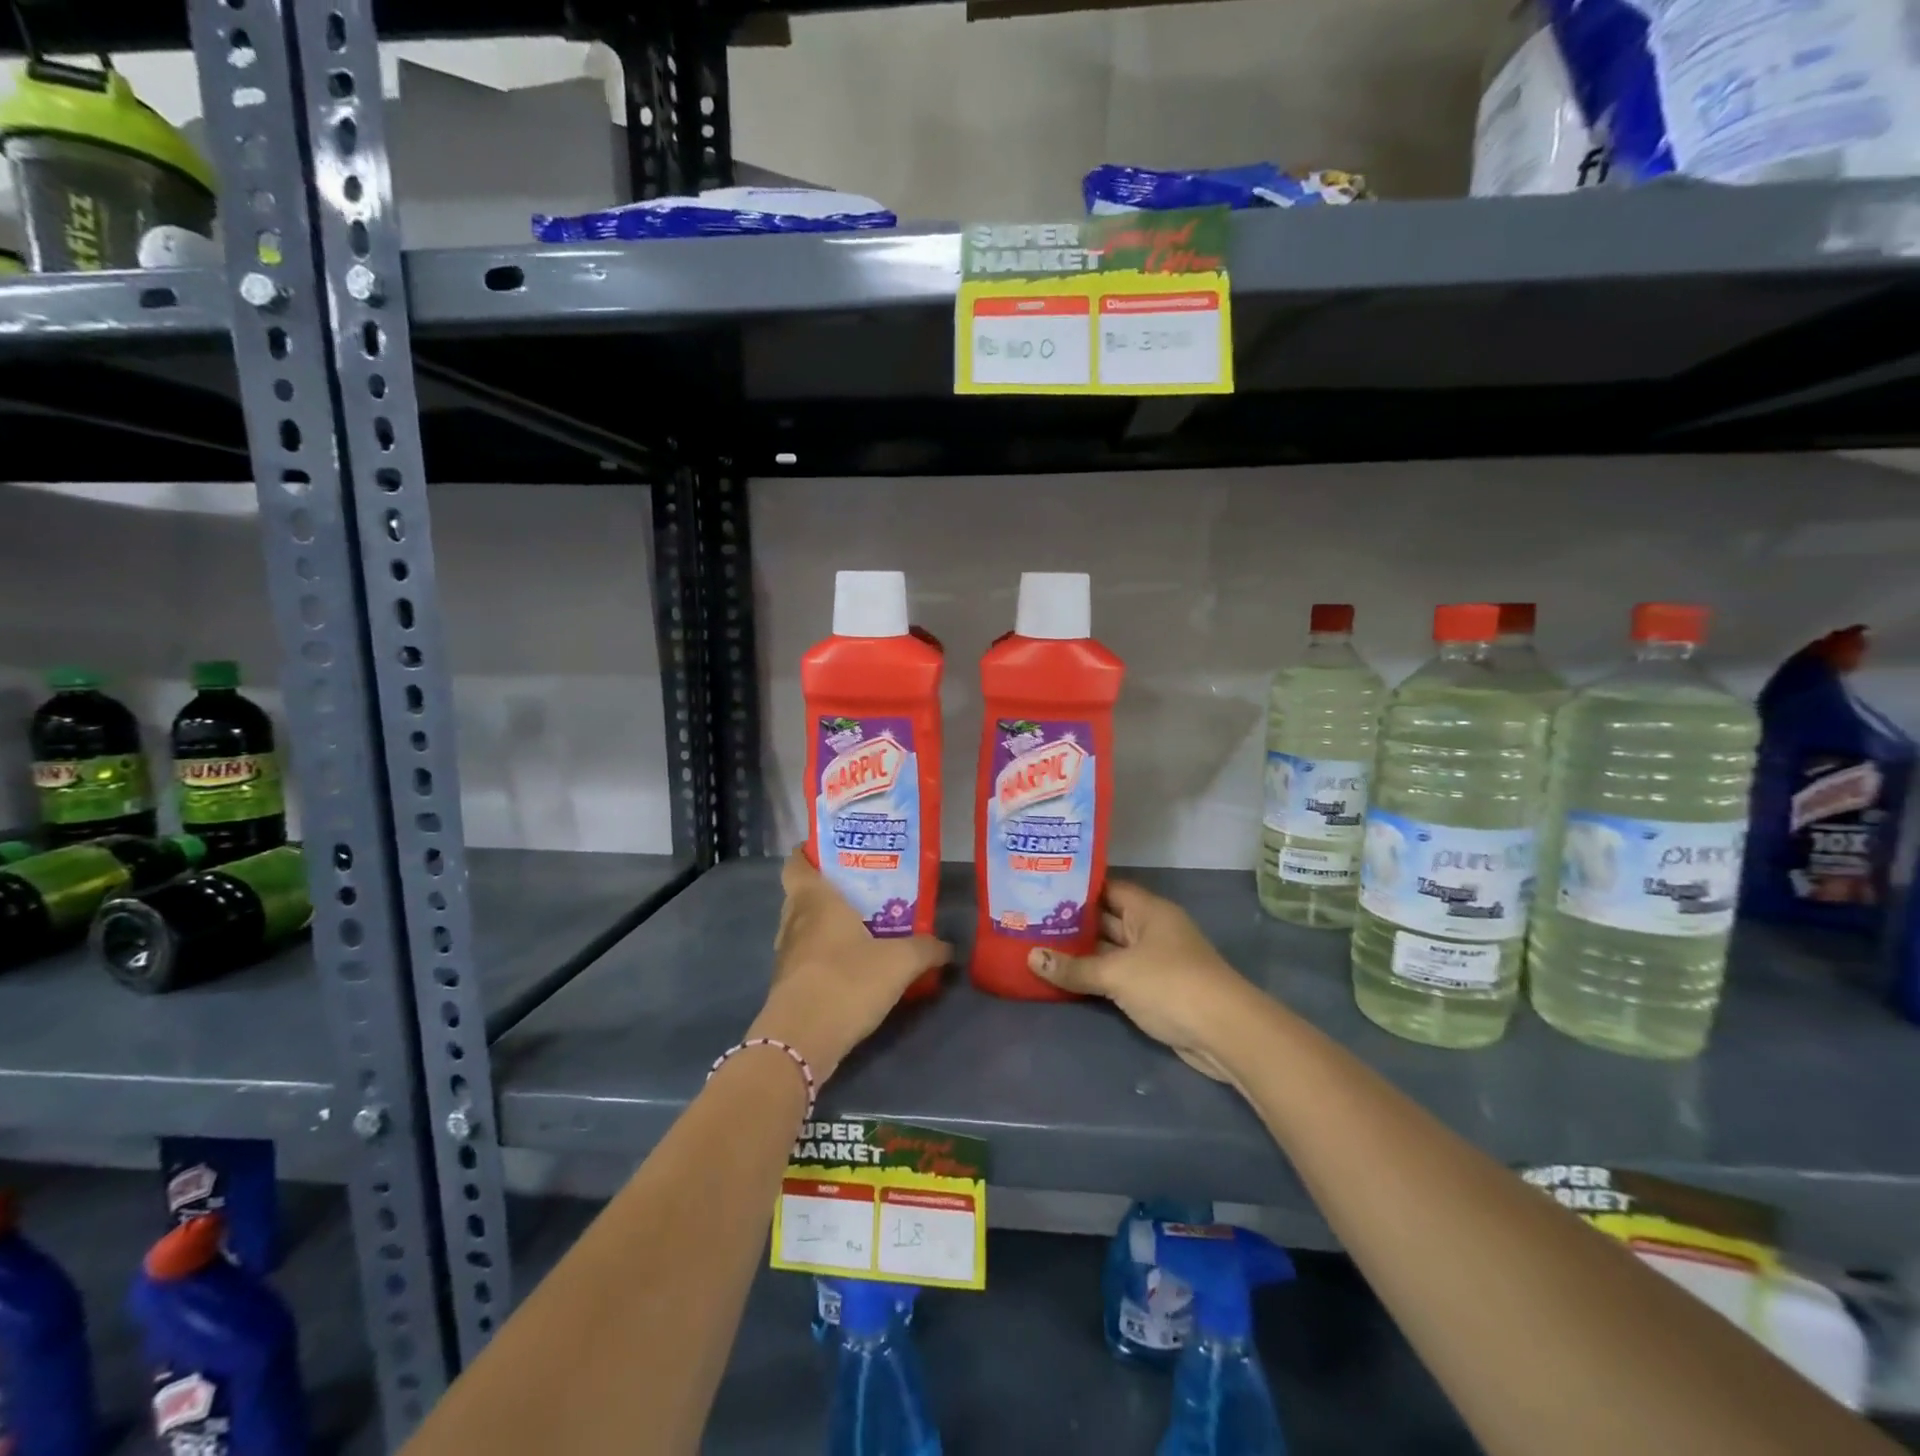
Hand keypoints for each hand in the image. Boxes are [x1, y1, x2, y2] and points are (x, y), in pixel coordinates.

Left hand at [748, 848, 950, 1081]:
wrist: (801, 1041)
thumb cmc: (847, 981)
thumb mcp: (899, 962)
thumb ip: (926, 949)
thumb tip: (948, 946)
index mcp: (814, 900)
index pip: (796, 863)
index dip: (807, 853)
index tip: (830, 850)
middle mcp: (794, 921)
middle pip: (801, 895)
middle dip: (827, 890)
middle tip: (861, 888)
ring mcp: (786, 956)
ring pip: (803, 928)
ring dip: (825, 926)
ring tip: (861, 926)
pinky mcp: (787, 986)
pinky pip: (806, 958)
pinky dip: (824, 956)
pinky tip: (852, 966)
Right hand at [1027, 880, 1258, 1083]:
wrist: (1224, 1032)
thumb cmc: (1170, 984)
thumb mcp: (1116, 973)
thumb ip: (1074, 967)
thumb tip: (1031, 957)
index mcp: (1148, 910)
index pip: (1108, 888)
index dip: (1077, 889)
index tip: (1043, 889)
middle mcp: (1152, 929)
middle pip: (1107, 920)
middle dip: (1073, 923)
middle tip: (1030, 921)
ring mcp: (1155, 961)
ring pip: (1111, 950)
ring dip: (1082, 954)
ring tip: (1039, 948)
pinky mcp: (1156, 990)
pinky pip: (1118, 976)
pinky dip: (1096, 977)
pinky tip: (1065, 979)